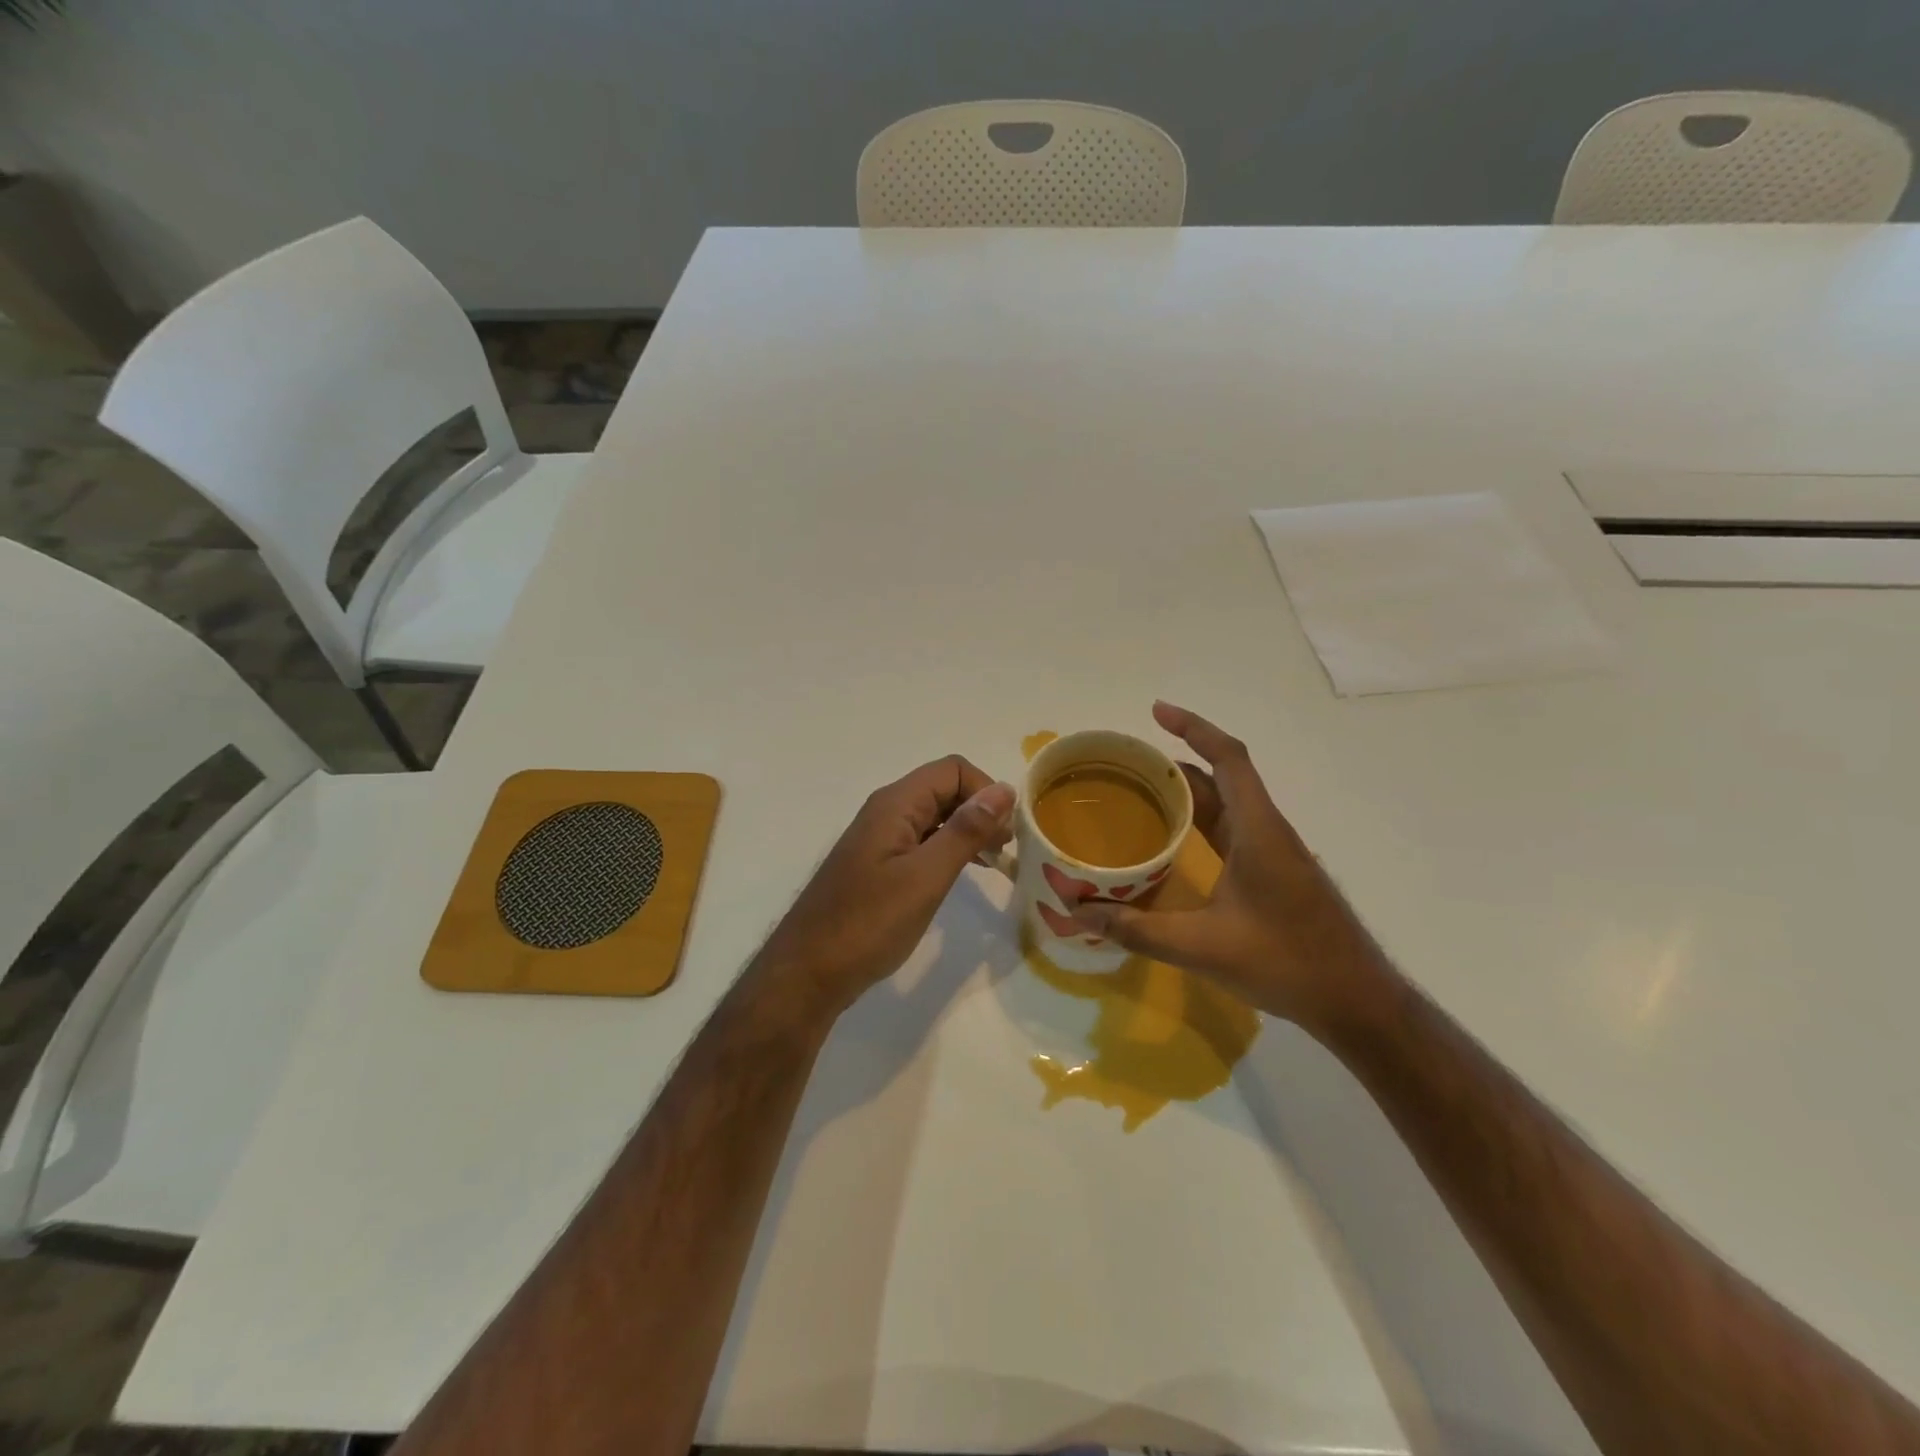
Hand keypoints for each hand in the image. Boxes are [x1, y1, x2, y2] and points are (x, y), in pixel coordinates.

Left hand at [757, 756, 1015, 1016]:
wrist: (808, 972)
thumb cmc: (869, 923)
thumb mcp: (926, 877)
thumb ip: (965, 831)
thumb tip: (1004, 790)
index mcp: (895, 804)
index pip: (953, 770)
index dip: (986, 791)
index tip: (1006, 834)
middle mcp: (886, 811)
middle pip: (944, 788)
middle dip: (981, 810)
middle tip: (1005, 851)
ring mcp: (880, 838)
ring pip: (935, 815)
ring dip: (967, 830)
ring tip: (993, 861)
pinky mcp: (878, 863)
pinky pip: (922, 839)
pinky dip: (948, 848)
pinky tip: (962, 873)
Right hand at [1069, 702, 1385, 1030]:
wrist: (1356, 1001)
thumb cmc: (1286, 962)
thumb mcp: (1202, 947)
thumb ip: (1138, 930)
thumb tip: (1080, 915)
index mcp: (1258, 830)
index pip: (1228, 758)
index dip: (1194, 727)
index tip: (1156, 712)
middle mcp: (1268, 830)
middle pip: (1223, 777)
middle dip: (1176, 762)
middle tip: (1128, 763)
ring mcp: (1274, 853)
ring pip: (1227, 805)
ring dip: (1188, 794)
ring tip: (1138, 794)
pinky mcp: (1274, 874)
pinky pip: (1231, 830)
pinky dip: (1200, 823)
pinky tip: (1172, 842)